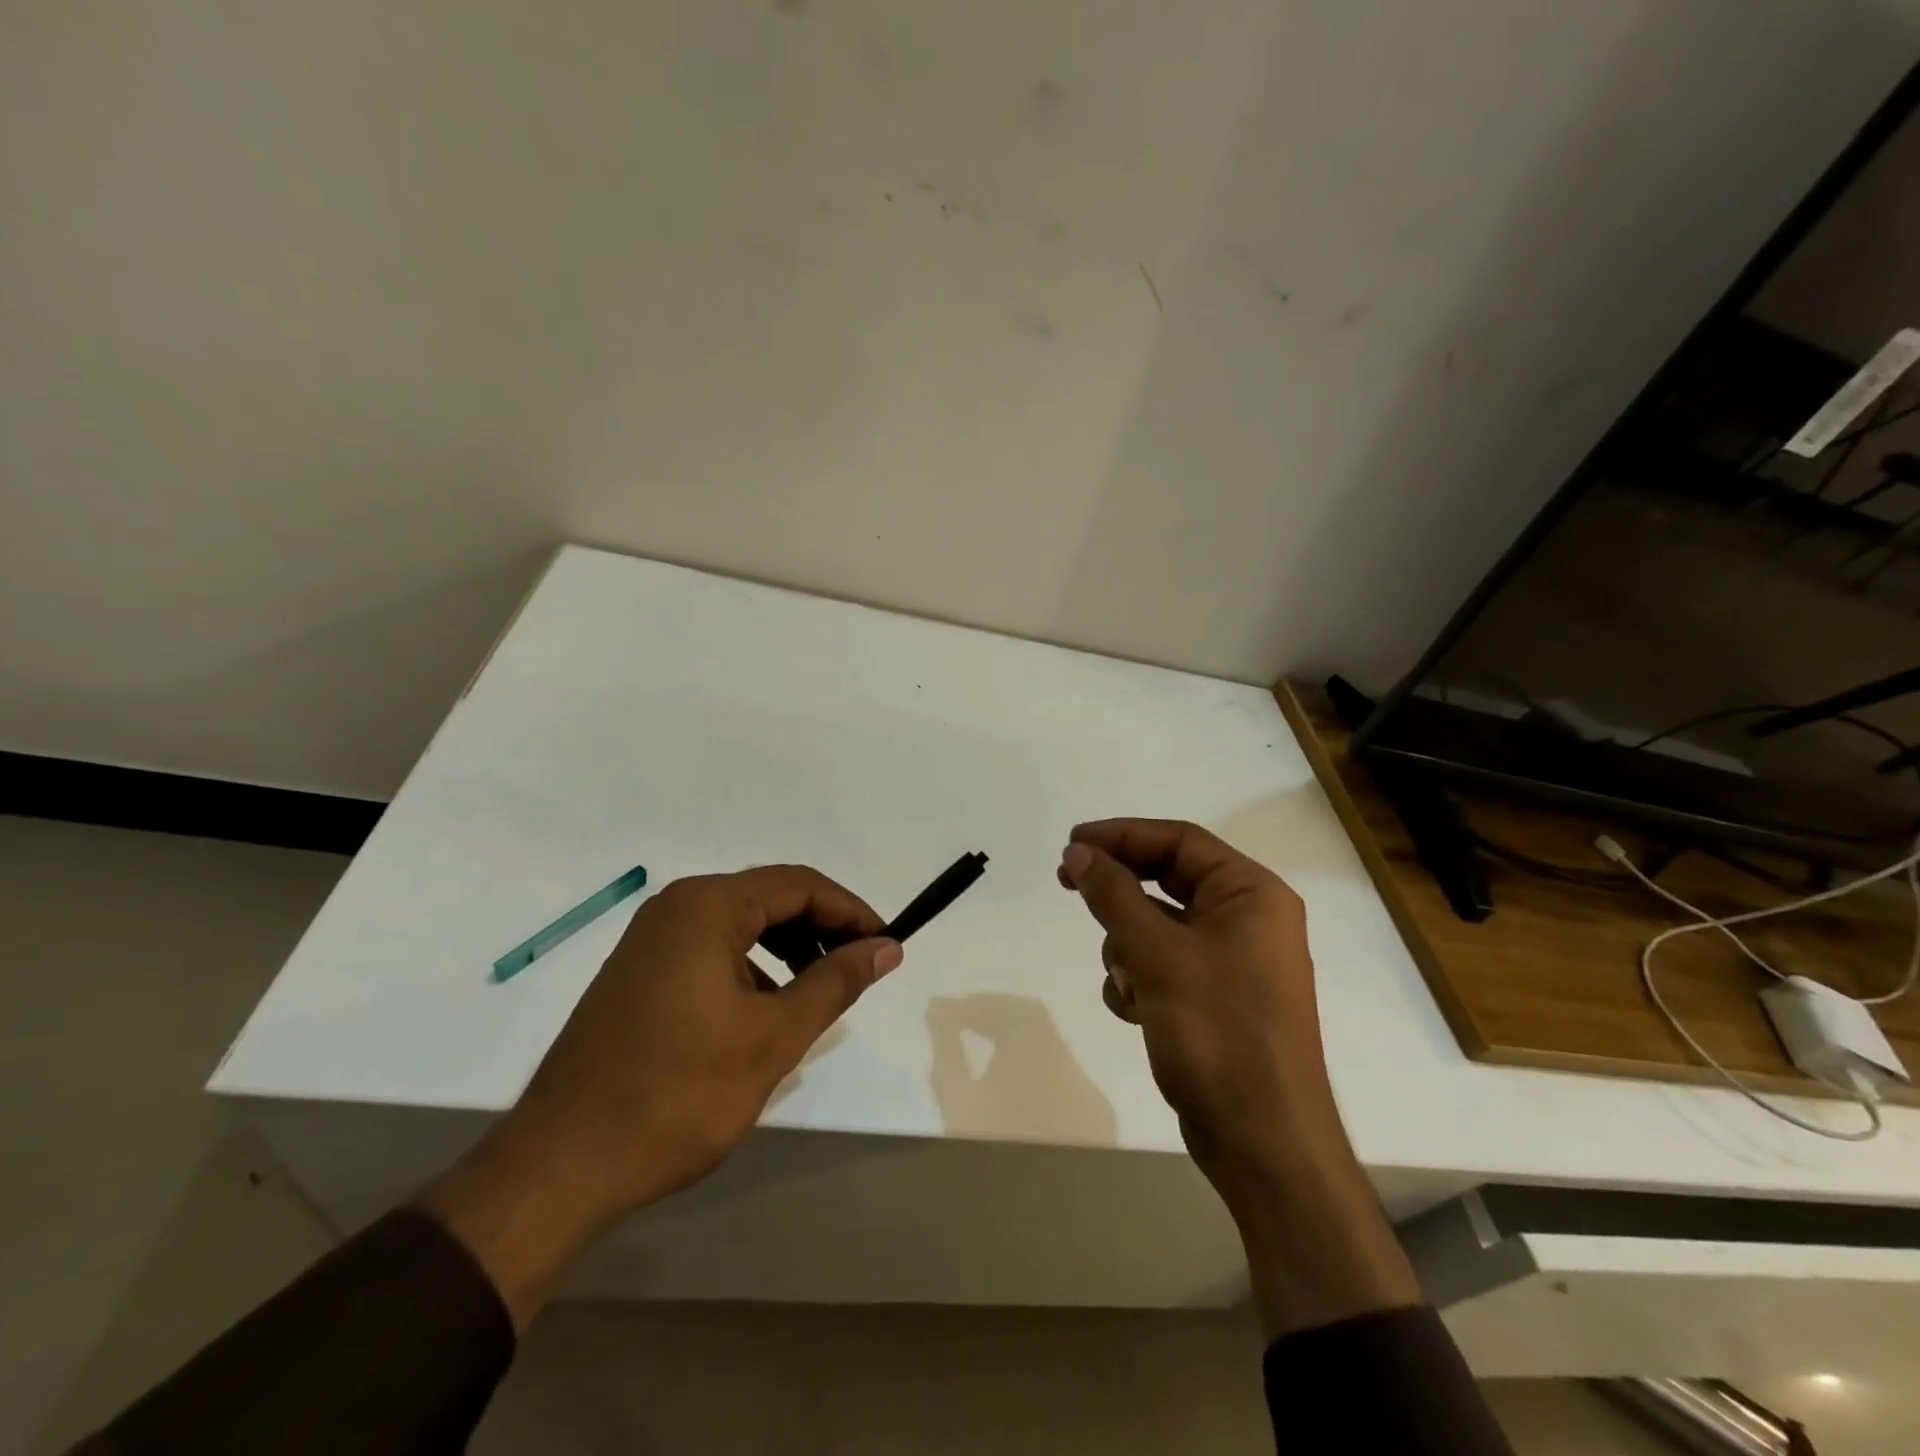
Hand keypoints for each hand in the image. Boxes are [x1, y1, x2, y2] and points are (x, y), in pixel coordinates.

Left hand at [423, 866, 901, 1324]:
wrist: (559, 1167)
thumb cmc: (678, 1093)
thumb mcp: (773, 1036)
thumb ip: (835, 982)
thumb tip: (886, 946)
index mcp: (706, 906)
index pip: (799, 885)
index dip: (850, 910)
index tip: (886, 943)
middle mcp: (675, 908)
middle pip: (769, 899)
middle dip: (821, 929)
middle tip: (859, 968)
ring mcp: (650, 941)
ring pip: (740, 927)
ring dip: (787, 950)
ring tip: (818, 993)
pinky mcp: (637, 975)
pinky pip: (711, 952)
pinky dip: (751, 970)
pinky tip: (764, 1015)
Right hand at [1059, 819, 1418, 1333]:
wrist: (1262, 1142)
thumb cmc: (1217, 1032)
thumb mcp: (1157, 954)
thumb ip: (1114, 895)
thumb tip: (1078, 852)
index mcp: (1251, 894)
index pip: (1179, 840)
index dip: (1121, 835)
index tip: (1071, 844)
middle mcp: (1246, 919)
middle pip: (1167, 880)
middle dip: (1119, 891)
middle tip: (1066, 883)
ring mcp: (1231, 961)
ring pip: (1158, 924)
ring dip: (1127, 945)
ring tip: (1125, 978)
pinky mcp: (1213, 998)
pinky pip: (1163, 964)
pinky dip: (1139, 977)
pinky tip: (1134, 1009)